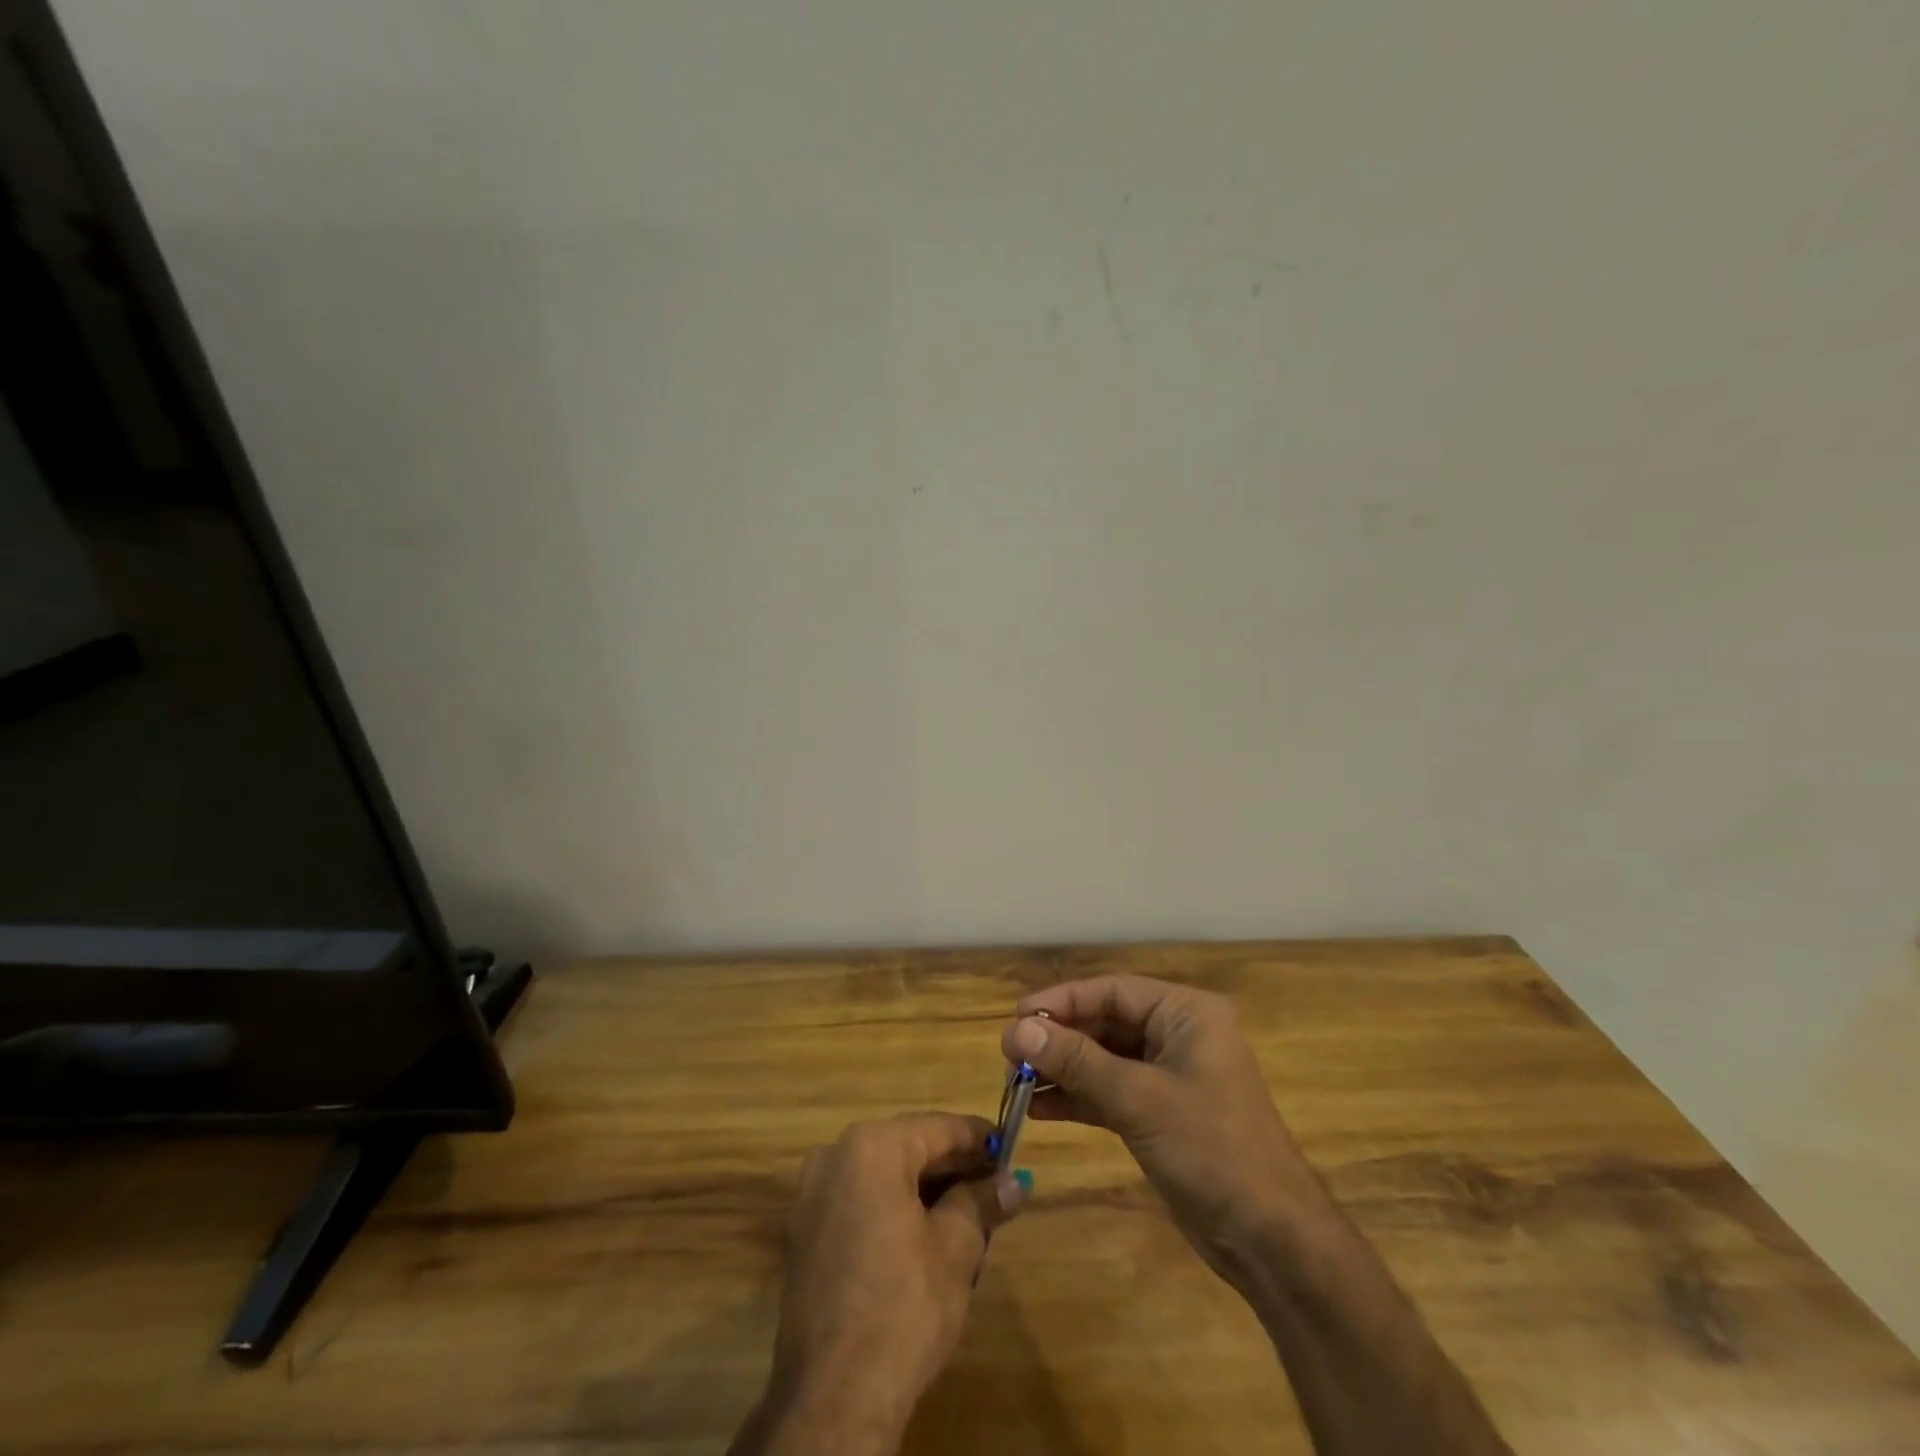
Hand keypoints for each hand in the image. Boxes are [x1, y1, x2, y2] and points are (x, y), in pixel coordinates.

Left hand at [742, 1113, 1027, 1454]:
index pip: (939, 1128)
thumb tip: (1013, 1182)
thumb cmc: (903, 1307)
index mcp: (872, 1146)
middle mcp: (835, 1155)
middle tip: (994, 1188)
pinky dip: (894, 1209)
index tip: (1010, 1150)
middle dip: (953, 1168)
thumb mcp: (957, 1248)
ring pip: (884, 1175)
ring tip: (968, 1217)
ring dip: (925, 1190)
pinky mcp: (804, 1232)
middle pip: (909, 1148)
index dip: (979, 1138)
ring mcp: (813, 1194)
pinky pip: (860, 1201)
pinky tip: (925, 1239)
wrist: (832, 1398)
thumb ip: (983, 1202)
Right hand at [1001, 976, 1318, 1289]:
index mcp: (1185, 1013)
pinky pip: (1109, 1092)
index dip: (1062, 1001)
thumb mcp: (1139, 1099)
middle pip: (1105, 1023)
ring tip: (1016, 1083)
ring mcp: (1168, 1076)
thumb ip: (1077, 1062)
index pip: (1112, 991)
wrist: (1272, 1240)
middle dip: (1059, 1039)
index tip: (1017, 1018)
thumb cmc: (1212, 1149)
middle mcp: (1177, 1035)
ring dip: (1062, 1069)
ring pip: (1103, 1059)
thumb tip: (1016, 1031)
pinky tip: (1040, 1108)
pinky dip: (1077, 1098)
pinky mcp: (1159, 1114)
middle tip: (1010, 1056)